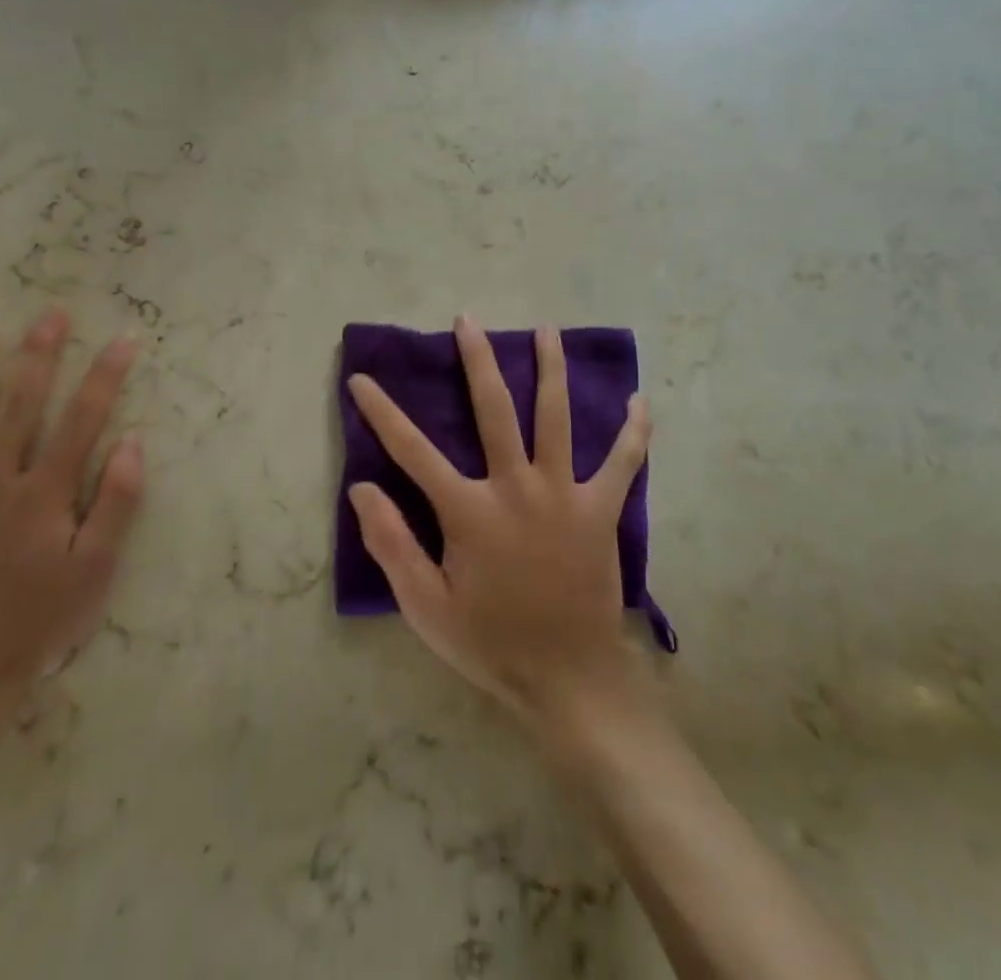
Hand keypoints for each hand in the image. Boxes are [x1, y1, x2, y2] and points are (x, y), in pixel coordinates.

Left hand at [0, 309, 143, 722]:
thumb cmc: (36, 624)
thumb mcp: (96, 570)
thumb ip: (117, 503)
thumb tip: (134, 442)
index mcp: (44, 494)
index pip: (83, 421)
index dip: (105, 377)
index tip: (123, 340)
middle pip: (21, 408)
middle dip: (40, 358)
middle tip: (50, 316)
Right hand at [346, 315, 651, 731]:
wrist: (568, 680)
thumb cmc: (491, 643)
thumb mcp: (426, 607)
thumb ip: (392, 544)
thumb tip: (360, 488)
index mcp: (469, 511)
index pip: (412, 451)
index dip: (382, 412)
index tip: (362, 379)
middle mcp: (516, 488)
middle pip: (494, 409)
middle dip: (477, 360)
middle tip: (469, 320)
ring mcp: (563, 494)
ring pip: (556, 417)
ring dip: (550, 369)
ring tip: (546, 330)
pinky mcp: (600, 510)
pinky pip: (622, 463)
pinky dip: (633, 432)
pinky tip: (640, 401)